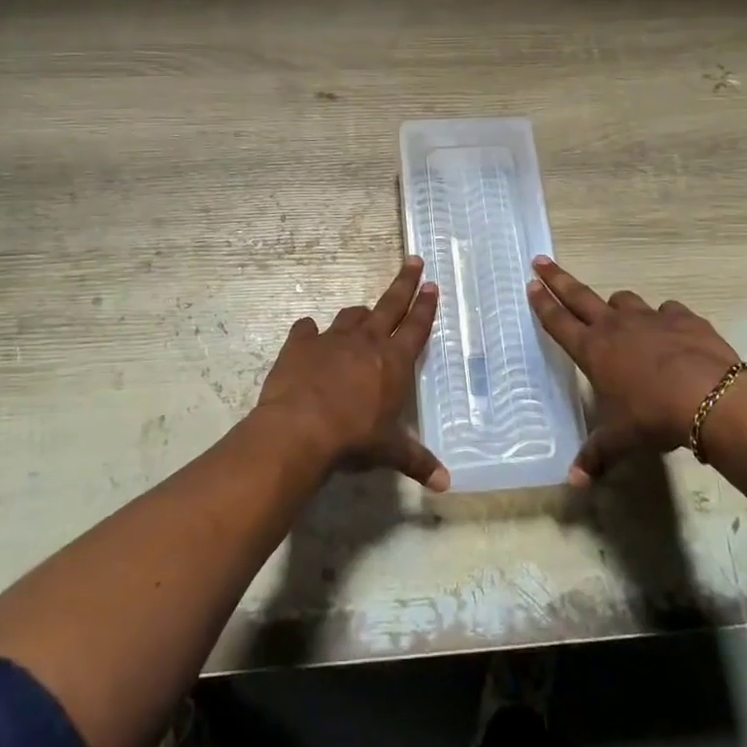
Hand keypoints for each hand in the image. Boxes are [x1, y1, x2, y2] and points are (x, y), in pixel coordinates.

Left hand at [254, 256, 448, 491]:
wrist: (299, 429)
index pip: (416, 327)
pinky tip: (308, 336)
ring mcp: (331, 339)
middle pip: (390, 304)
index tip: (432, 284)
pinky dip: (310, 333)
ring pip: (351, 316)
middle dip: (404, 283)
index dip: (426, 306)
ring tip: (363, 315)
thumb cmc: (353, 438)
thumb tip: (446, 484)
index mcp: (393, 361)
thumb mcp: (389, 451)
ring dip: (360, 314)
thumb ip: (417, 461)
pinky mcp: (300, 344)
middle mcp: (366, 341)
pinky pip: (307, 329)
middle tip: (414, 261)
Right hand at [527, 256, 746, 484]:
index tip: (531, 283)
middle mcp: (615, 327)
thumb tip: (574, 481)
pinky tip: (671, 332)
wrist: (711, 398)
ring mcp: (650, 318)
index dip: (542, 303)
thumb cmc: (654, 417)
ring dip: (617, 306)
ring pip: (624, 300)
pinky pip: (667, 311)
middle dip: (558, 279)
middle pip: (579, 295)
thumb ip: (597, 455)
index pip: (558, 321)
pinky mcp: (683, 317)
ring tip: (618, 315)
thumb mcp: (622, 439)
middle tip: (541, 261)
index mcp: (593, 350)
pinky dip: (665, 319)